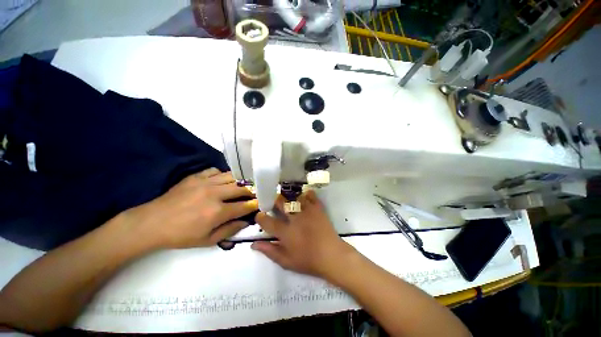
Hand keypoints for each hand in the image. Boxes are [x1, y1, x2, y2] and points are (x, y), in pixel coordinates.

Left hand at [125, 168, 257, 248]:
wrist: (152, 223)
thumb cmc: (181, 236)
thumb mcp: (207, 241)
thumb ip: (229, 230)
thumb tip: (246, 222)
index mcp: (218, 212)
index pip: (244, 206)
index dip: (255, 204)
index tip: (260, 203)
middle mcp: (215, 194)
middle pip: (241, 188)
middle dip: (251, 191)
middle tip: (254, 194)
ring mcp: (205, 182)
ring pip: (231, 177)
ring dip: (240, 181)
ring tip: (242, 186)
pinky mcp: (196, 176)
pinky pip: (216, 171)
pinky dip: (223, 175)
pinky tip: (222, 181)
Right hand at [251, 190, 354, 278]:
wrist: (331, 255)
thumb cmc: (308, 260)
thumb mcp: (286, 261)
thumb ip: (270, 251)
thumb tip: (254, 244)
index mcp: (286, 232)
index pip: (268, 221)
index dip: (261, 217)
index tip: (259, 215)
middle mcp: (295, 219)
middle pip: (281, 204)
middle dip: (274, 201)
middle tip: (273, 203)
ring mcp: (307, 212)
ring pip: (295, 198)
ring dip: (289, 197)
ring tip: (288, 199)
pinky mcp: (317, 209)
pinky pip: (311, 197)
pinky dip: (307, 194)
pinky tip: (305, 195)